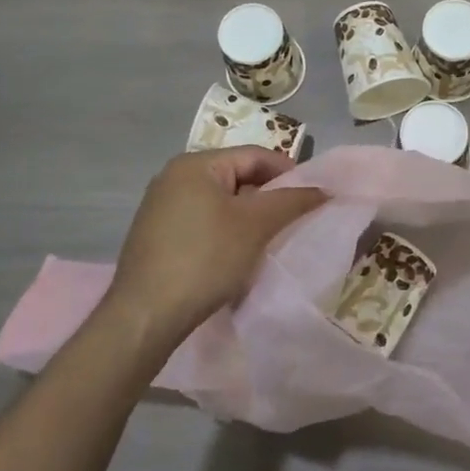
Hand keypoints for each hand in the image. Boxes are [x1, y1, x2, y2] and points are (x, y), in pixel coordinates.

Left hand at [105, 147, 325, 351]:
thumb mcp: (255, 226)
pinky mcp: (156, 236)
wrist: (146, 315)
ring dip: (247, 218)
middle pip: (236, 176)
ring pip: (220, 202)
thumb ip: (291, 201)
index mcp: (194, 164)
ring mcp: (160, 207)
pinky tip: (236, 257)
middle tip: (293, 221)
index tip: (312, 197)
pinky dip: (225, 233)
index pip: (254, 155)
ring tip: (269, 241)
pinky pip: (202, 222)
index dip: (288, 172)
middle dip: (268, 197)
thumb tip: (323, 189)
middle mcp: (173, 177)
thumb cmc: (205, 258)